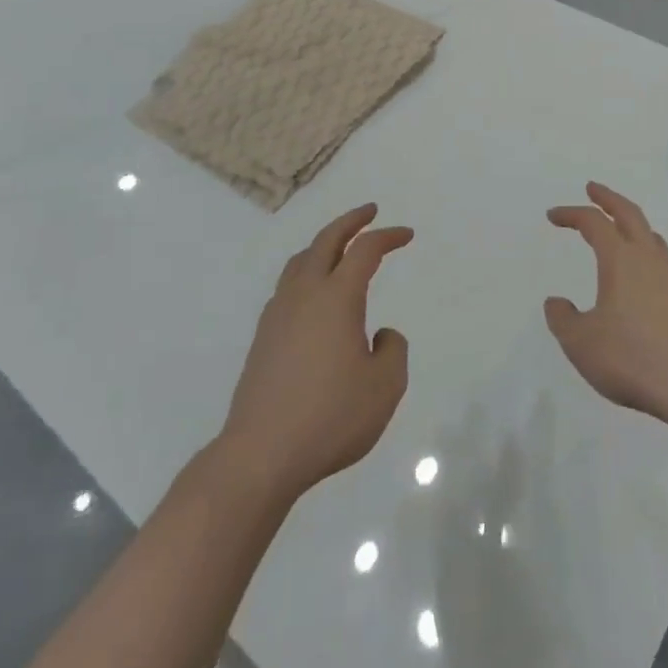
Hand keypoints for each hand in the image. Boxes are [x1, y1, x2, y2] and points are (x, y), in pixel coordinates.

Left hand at [219, 204, 412, 500]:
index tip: (406, 235)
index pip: (365, 250)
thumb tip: (379, 334)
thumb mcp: (385, 387)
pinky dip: (306, 273)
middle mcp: (305, 294)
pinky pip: (287, 287)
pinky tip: (313, 295)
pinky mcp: (262, 338)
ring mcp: (278, 315)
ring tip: (339, 247)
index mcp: (337, 297)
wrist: (260, 455)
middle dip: (350, 221)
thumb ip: (393, 350)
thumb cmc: (330, 418)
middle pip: (326, 240)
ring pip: (300, 261)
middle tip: (370, 211)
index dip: (388, 236)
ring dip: (324, 245)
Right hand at [544, 182, 667, 424]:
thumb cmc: (632, 357)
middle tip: (593, 189)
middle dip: (608, 198)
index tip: (553, 216)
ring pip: (651, 236)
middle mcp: (648, 258)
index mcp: (620, 259)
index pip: (593, 222)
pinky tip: (642, 276)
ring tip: (619, 229)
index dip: (571, 214)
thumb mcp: (581, 343)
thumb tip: (556, 302)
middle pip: (629, 213)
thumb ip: (563, 319)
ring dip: (631, 224)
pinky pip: (662, 261)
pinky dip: (646, 253)